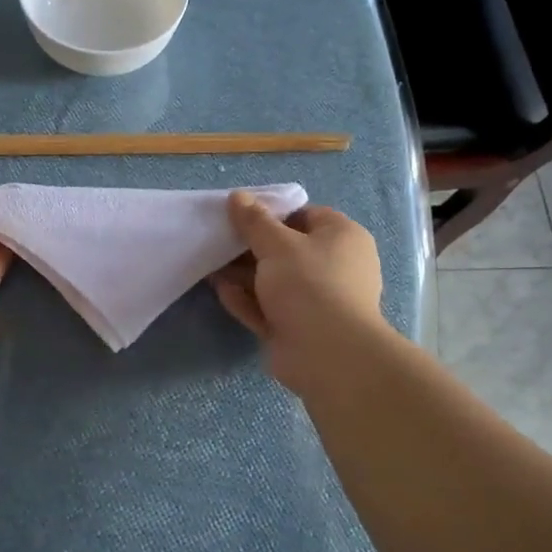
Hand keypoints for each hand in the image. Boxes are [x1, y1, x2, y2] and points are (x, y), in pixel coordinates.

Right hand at [210, 192, 386, 393]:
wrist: (328, 354)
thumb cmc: (309, 285)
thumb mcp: (277, 244)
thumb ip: (254, 221)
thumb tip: (238, 196)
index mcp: (342, 237)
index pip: (305, 215)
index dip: (272, 214)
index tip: (240, 217)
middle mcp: (333, 266)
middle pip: (286, 250)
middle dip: (250, 247)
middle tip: (218, 241)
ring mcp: (316, 300)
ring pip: (274, 281)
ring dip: (243, 275)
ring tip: (209, 265)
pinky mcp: (298, 328)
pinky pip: (269, 308)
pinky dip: (247, 300)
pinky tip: (220, 292)